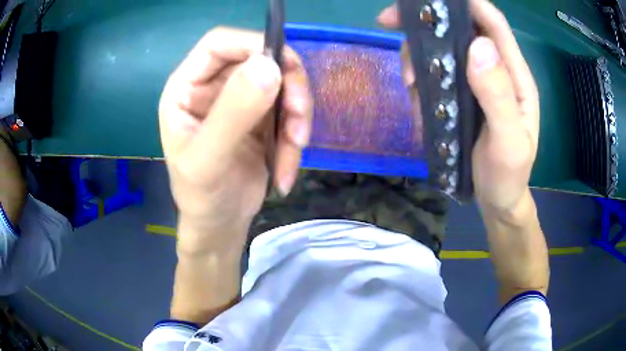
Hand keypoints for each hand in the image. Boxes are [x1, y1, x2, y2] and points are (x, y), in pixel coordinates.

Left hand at [159, 27, 312, 253]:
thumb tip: (270, 66)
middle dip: (288, 86)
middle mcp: (213, 86)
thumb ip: (233, 114)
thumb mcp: (208, 160)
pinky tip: (286, 169)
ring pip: (282, 83)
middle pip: (260, 58)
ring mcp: (240, 99)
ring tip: (294, 152)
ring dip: (297, 116)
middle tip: (300, 117)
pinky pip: (290, 111)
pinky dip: (296, 137)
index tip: (284, 68)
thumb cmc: (201, 196)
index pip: (220, 43)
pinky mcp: (262, 117)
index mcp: (187, 87)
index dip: (253, 44)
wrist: (220, 224)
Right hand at [378, 0, 539, 215]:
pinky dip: (419, 75)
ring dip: (419, 54)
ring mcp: (475, 82)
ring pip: (442, 49)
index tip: (427, 0)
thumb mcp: (508, 143)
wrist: (498, 200)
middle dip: (427, 23)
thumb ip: (498, 96)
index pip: (492, 23)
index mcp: (514, 75)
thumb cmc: (508, 175)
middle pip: (460, 28)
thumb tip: (477, 45)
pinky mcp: (460, 95)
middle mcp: (494, 70)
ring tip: (409, 82)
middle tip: (389, 25)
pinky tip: (414, 95)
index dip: (465, 2)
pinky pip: (435, 72)